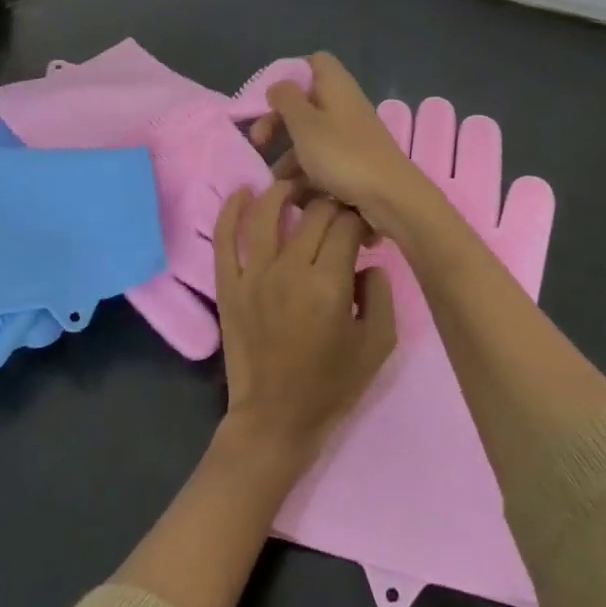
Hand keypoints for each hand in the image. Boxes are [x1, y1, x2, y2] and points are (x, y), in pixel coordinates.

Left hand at [215, 181, 395, 465]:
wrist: (275, 419)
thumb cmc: (331, 385)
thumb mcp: (378, 345)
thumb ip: (380, 293)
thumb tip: (366, 261)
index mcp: (328, 284)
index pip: (346, 225)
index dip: (361, 219)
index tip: (366, 230)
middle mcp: (289, 269)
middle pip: (313, 213)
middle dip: (332, 203)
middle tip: (340, 212)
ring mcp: (253, 274)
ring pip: (267, 212)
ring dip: (284, 191)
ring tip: (296, 187)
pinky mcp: (228, 284)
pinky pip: (225, 237)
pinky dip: (232, 210)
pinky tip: (243, 192)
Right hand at [250, 53, 427, 236]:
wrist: (392, 197)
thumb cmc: (343, 154)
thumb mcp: (305, 124)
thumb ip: (286, 99)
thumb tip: (278, 86)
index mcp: (336, 86)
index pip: (315, 62)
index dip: (291, 73)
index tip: (269, 97)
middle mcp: (345, 105)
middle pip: (306, 102)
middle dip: (278, 121)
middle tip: (258, 141)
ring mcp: (351, 135)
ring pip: (311, 135)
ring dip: (288, 153)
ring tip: (272, 179)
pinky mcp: (355, 162)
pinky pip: (323, 159)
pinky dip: (305, 172)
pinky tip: (292, 194)